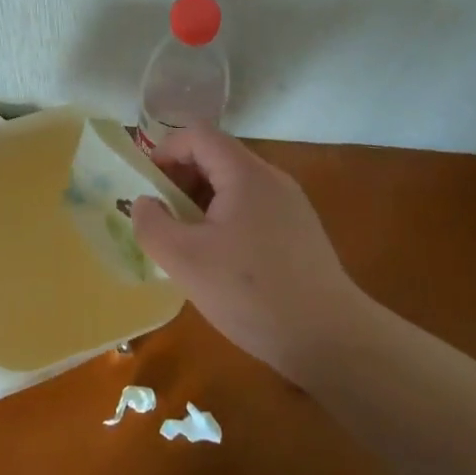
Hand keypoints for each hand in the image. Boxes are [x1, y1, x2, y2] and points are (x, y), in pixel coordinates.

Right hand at [132, 126, 375, 385]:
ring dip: (200, 203)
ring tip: (186, 242)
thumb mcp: (184, 260)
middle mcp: (271, 179)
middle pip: (216, 157)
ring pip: (233, 185)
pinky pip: (251, 208)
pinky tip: (219, 261)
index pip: (198, 135)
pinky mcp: (299, 232)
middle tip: (162, 218)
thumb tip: (145, 204)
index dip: (165, 152)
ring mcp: (290, 205)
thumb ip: (152, 224)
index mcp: (245, 174)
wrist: (330, 339)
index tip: (147, 188)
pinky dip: (225, 220)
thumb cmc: (251, 292)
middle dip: (180, 180)